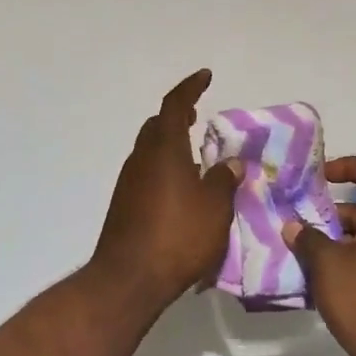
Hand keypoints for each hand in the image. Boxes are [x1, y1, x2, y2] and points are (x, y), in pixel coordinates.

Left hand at [90, 69, 239, 313]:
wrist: (128, 279)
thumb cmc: (177, 236)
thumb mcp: (214, 208)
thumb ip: (224, 180)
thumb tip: (231, 163)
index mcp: (164, 149)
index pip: (174, 105)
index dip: (190, 87)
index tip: (205, 76)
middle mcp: (142, 158)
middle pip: (157, 125)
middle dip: (177, 115)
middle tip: (196, 115)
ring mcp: (129, 182)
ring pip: (150, 149)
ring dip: (170, 144)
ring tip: (194, 154)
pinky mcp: (124, 204)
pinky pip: (146, 172)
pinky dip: (163, 167)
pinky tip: (180, 188)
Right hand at [282, 156, 355, 355]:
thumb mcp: (327, 267)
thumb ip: (308, 240)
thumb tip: (293, 227)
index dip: (349, 166)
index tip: (322, 177)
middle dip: (337, 212)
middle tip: (308, 228)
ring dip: (343, 238)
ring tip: (314, 257)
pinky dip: (355, 259)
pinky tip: (333, 283)